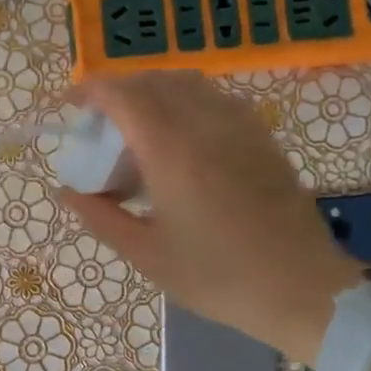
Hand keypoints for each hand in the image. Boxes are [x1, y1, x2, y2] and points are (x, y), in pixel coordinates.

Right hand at [57, 71, 358, 364]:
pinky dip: (185, 102)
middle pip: (152, 81)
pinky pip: (214, 98)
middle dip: (117, 91)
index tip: (69, 106)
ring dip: (152, 92)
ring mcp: (240, 126)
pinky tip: (180, 139)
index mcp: (171, 151)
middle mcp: (205, 124)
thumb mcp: (147, 255)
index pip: (122, 95)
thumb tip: (67, 191)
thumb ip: (100, 217)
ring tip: (137, 129)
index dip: (89, 90)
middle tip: (99, 124)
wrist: (303, 289)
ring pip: (186, 82)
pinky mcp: (261, 136)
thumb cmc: (218, 277)